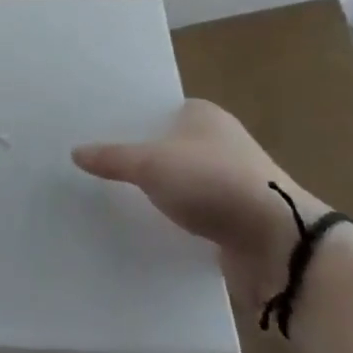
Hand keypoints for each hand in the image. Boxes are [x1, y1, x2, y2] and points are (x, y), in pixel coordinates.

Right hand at [73, 100, 328, 309]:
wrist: (276, 243)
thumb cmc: (212, 182)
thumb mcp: (152, 164)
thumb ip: (112, 158)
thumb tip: (75, 152)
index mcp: (203, 114)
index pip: (157, 109)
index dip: (128, 119)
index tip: (93, 130)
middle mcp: (219, 141)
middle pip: (166, 145)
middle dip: (137, 156)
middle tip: (94, 165)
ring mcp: (230, 181)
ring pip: (179, 181)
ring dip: (156, 191)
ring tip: (110, 197)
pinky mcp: (235, 218)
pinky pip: (192, 213)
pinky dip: (173, 219)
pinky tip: (143, 227)